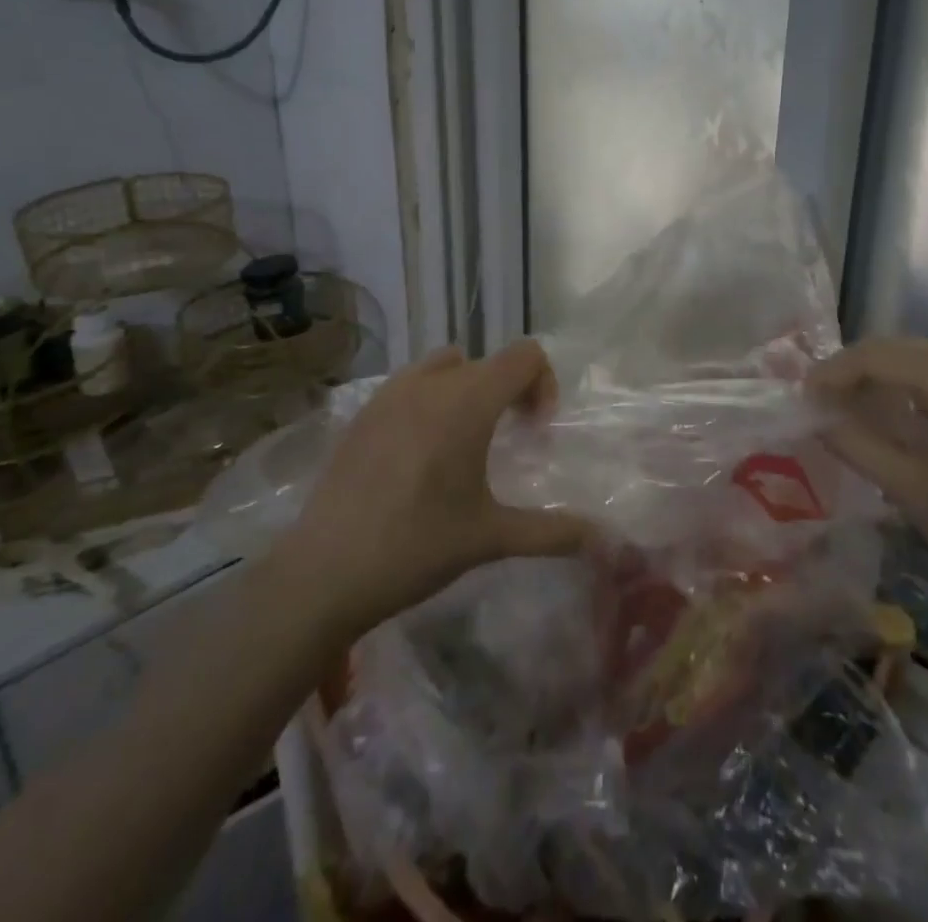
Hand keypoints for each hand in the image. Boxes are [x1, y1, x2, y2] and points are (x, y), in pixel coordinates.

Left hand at [287, 341, 595, 638]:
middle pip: (488, 362)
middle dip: (510, 392)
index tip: (535, 430)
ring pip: (446, 366)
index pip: (524, 355)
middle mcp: (431, 382)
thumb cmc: (417, 546)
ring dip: (468, 390)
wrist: (324, 572)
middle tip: (509, 441)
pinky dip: (430, 401)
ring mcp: (390, 393)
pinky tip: (418, 455)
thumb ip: (551, 531)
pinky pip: (411, 384)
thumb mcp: (490, 538)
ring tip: (463, 442)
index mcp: (468, 400)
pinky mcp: (363, 411)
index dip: (543, 384)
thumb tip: (602, 539)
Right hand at [808, 338, 927, 637]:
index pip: (881, 355)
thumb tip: (812, 413)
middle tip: (817, 401)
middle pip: (899, 349)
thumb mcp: (910, 489)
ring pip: (917, 360)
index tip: (801, 397)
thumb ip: (855, 442)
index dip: (835, 371)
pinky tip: (884, 415)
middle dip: (853, 370)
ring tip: (842, 407)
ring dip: (877, 377)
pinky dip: (904, 388)